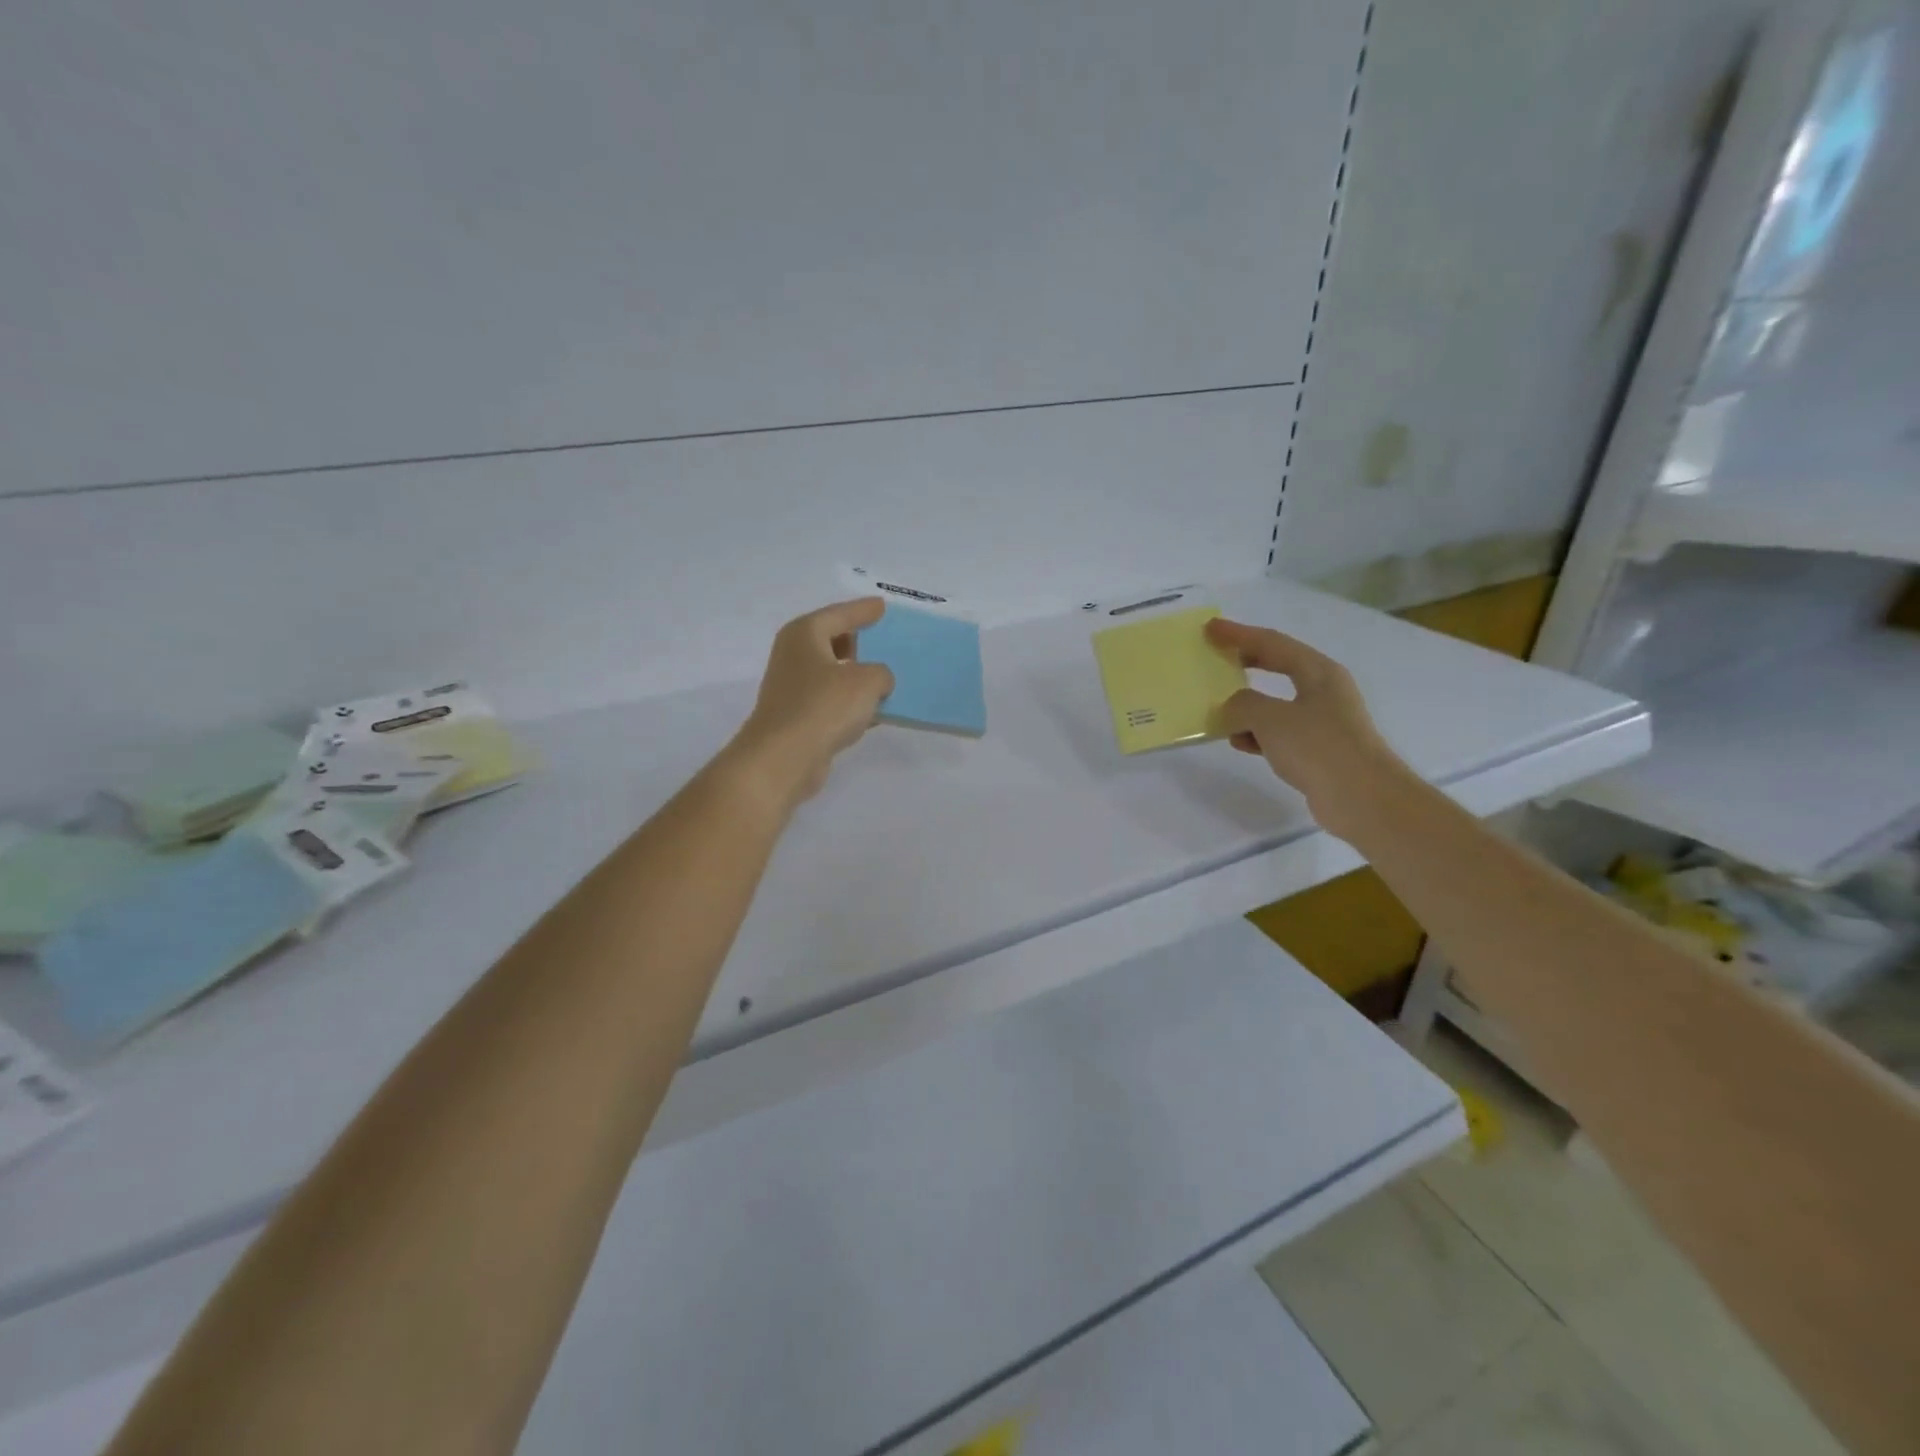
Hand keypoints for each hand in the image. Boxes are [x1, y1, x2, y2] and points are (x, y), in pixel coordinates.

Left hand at [729, 599, 894, 805]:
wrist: (784, 758)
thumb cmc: (824, 706)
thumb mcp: (867, 681)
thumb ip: (881, 674)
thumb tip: (878, 682)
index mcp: (804, 634)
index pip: (839, 614)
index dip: (863, 610)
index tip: (882, 606)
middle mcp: (794, 656)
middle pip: (832, 641)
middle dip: (859, 642)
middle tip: (886, 640)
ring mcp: (793, 689)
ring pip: (833, 673)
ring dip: (857, 676)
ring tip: (887, 677)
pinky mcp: (798, 718)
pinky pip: (832, 702)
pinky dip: (851, 703)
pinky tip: (875, 711)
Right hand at [1204, 617, 1408, 840]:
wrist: (1362, 798)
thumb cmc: (1318, 747)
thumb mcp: (1270, 718)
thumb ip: (1243, 704)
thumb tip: (1233, 706)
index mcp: (1318, 671)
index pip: (1272, 643)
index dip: (1239, 634)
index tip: (1210, 628)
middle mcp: (1324, 690)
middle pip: (1278, 666)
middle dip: (1245, 662)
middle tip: (1215, 657)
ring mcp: (1324, 721)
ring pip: (1276, 702)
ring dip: (1247, 703)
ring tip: (1218, 705)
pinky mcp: (1319, 749)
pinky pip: (1280, 732)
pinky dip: (1258, 733)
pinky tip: (1239, 742)